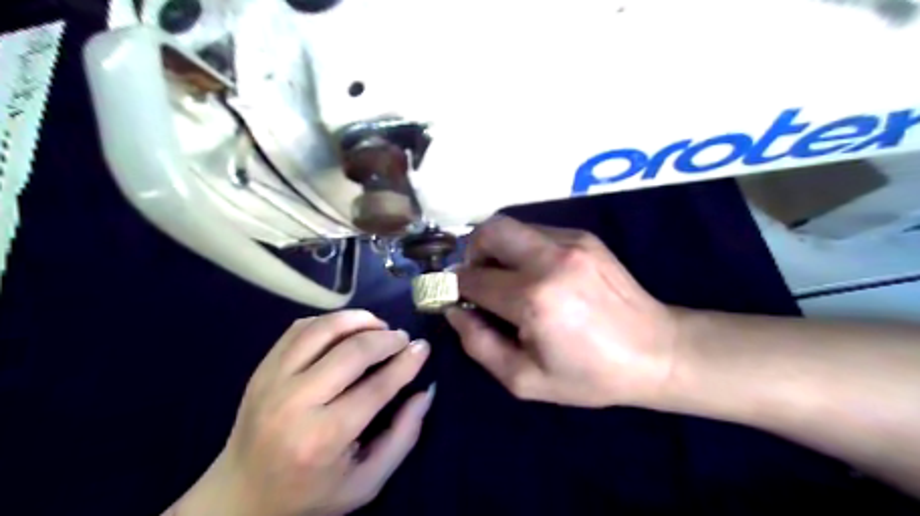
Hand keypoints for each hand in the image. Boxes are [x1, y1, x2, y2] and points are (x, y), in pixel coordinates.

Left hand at [176, 310, 435, 515]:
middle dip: (386, 338)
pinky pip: (299, 329)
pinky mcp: (261, 369)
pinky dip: (329, 321)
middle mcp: (294, 403)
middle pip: (351, 352)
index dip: (406, 363)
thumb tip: (425, 391)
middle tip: (403, 338)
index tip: (423, 347)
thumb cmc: (311, 493)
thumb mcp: (366, 481)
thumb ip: (403, 437)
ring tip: (378, 326)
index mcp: (323, 438)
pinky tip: (346, 329)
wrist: (240, 497)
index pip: (376, 387)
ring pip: (322, 330)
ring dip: (358, 320)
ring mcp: (272, 381)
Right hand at [450, 215, 677, 407]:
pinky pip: (536, 232)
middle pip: (489, 230)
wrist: (657, 352)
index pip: (472, 279)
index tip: (451, 297)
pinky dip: (522, 249)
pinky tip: (536, 275)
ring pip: (511, 226)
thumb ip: (479, 344)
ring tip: (506, 279)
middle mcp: (550, 259)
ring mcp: (570, 242)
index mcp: (534, 299)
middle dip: (471, 252)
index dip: (453, 287)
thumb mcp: (525, 379)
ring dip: (497, 249)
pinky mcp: (585, 237)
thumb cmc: (590, 375)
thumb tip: (454, 311)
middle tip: (477, 279)